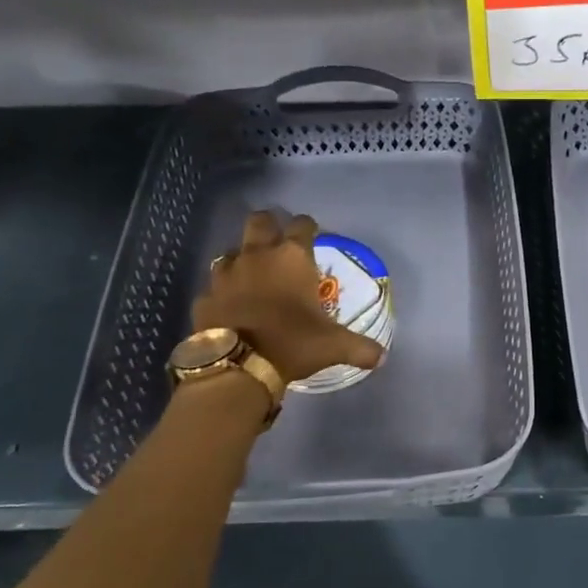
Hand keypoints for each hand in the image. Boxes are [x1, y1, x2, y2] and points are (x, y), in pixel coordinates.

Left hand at [191, 211, 384, 384]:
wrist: (238, 366)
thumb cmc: (293, 343)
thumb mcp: (334, 346)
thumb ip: (360, 348)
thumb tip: (382, 356)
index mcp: (292, 257)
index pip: (302, 224)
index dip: (308, 227)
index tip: (313, 235)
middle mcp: (257, 255)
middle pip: (259, 221)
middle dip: (268, 226)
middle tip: (277, 243)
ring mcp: (226, 273)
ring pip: (231, 251)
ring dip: (242, 258)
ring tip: (253, 276)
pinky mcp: (205, 296)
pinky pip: (214, 286)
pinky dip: (223, 292)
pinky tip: (231, 306)